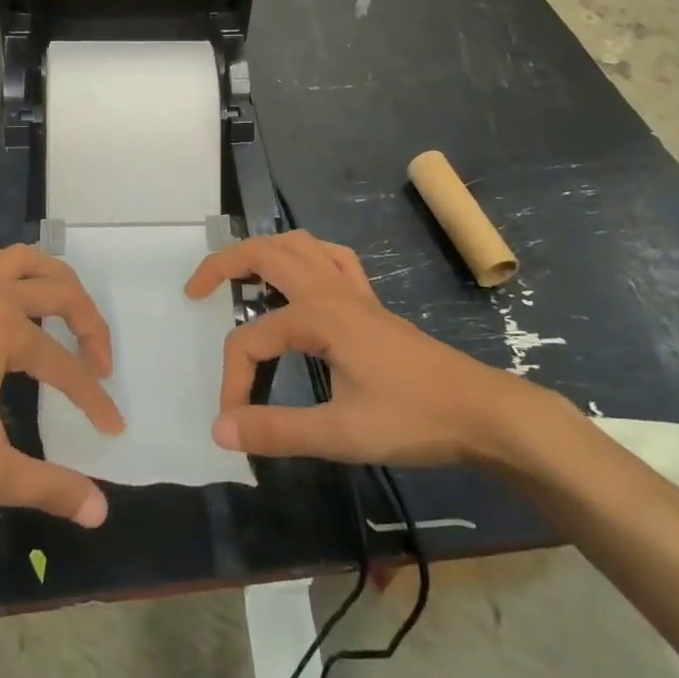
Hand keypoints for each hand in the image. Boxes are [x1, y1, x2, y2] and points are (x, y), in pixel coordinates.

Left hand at [0, 243, 124, 528]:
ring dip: (50, 277)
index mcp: (5, 329)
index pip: (66, 366)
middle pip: (58, 291)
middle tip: (99, 363)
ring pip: (18, 258)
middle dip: (89, 324)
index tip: (112, 429)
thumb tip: (102, 512)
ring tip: (66, 309)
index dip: (93, 398)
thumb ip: (50, 487)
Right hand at [187, 230, 570, 470]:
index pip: (252, 340)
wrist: (482, 411)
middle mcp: (332, 291)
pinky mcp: (372, 304)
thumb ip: (276, 430)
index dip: (233, 380)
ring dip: (265, 251)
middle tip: (196, 290)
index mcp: (319, 317)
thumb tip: (219, 430)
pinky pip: (333, 260)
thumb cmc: (414, 419)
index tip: (233, 422)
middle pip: (267, 254)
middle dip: (224, 263)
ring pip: (301, 245)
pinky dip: (307, 257)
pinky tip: (303, 280)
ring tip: (241, 277)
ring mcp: (355, 292)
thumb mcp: (341, 432)